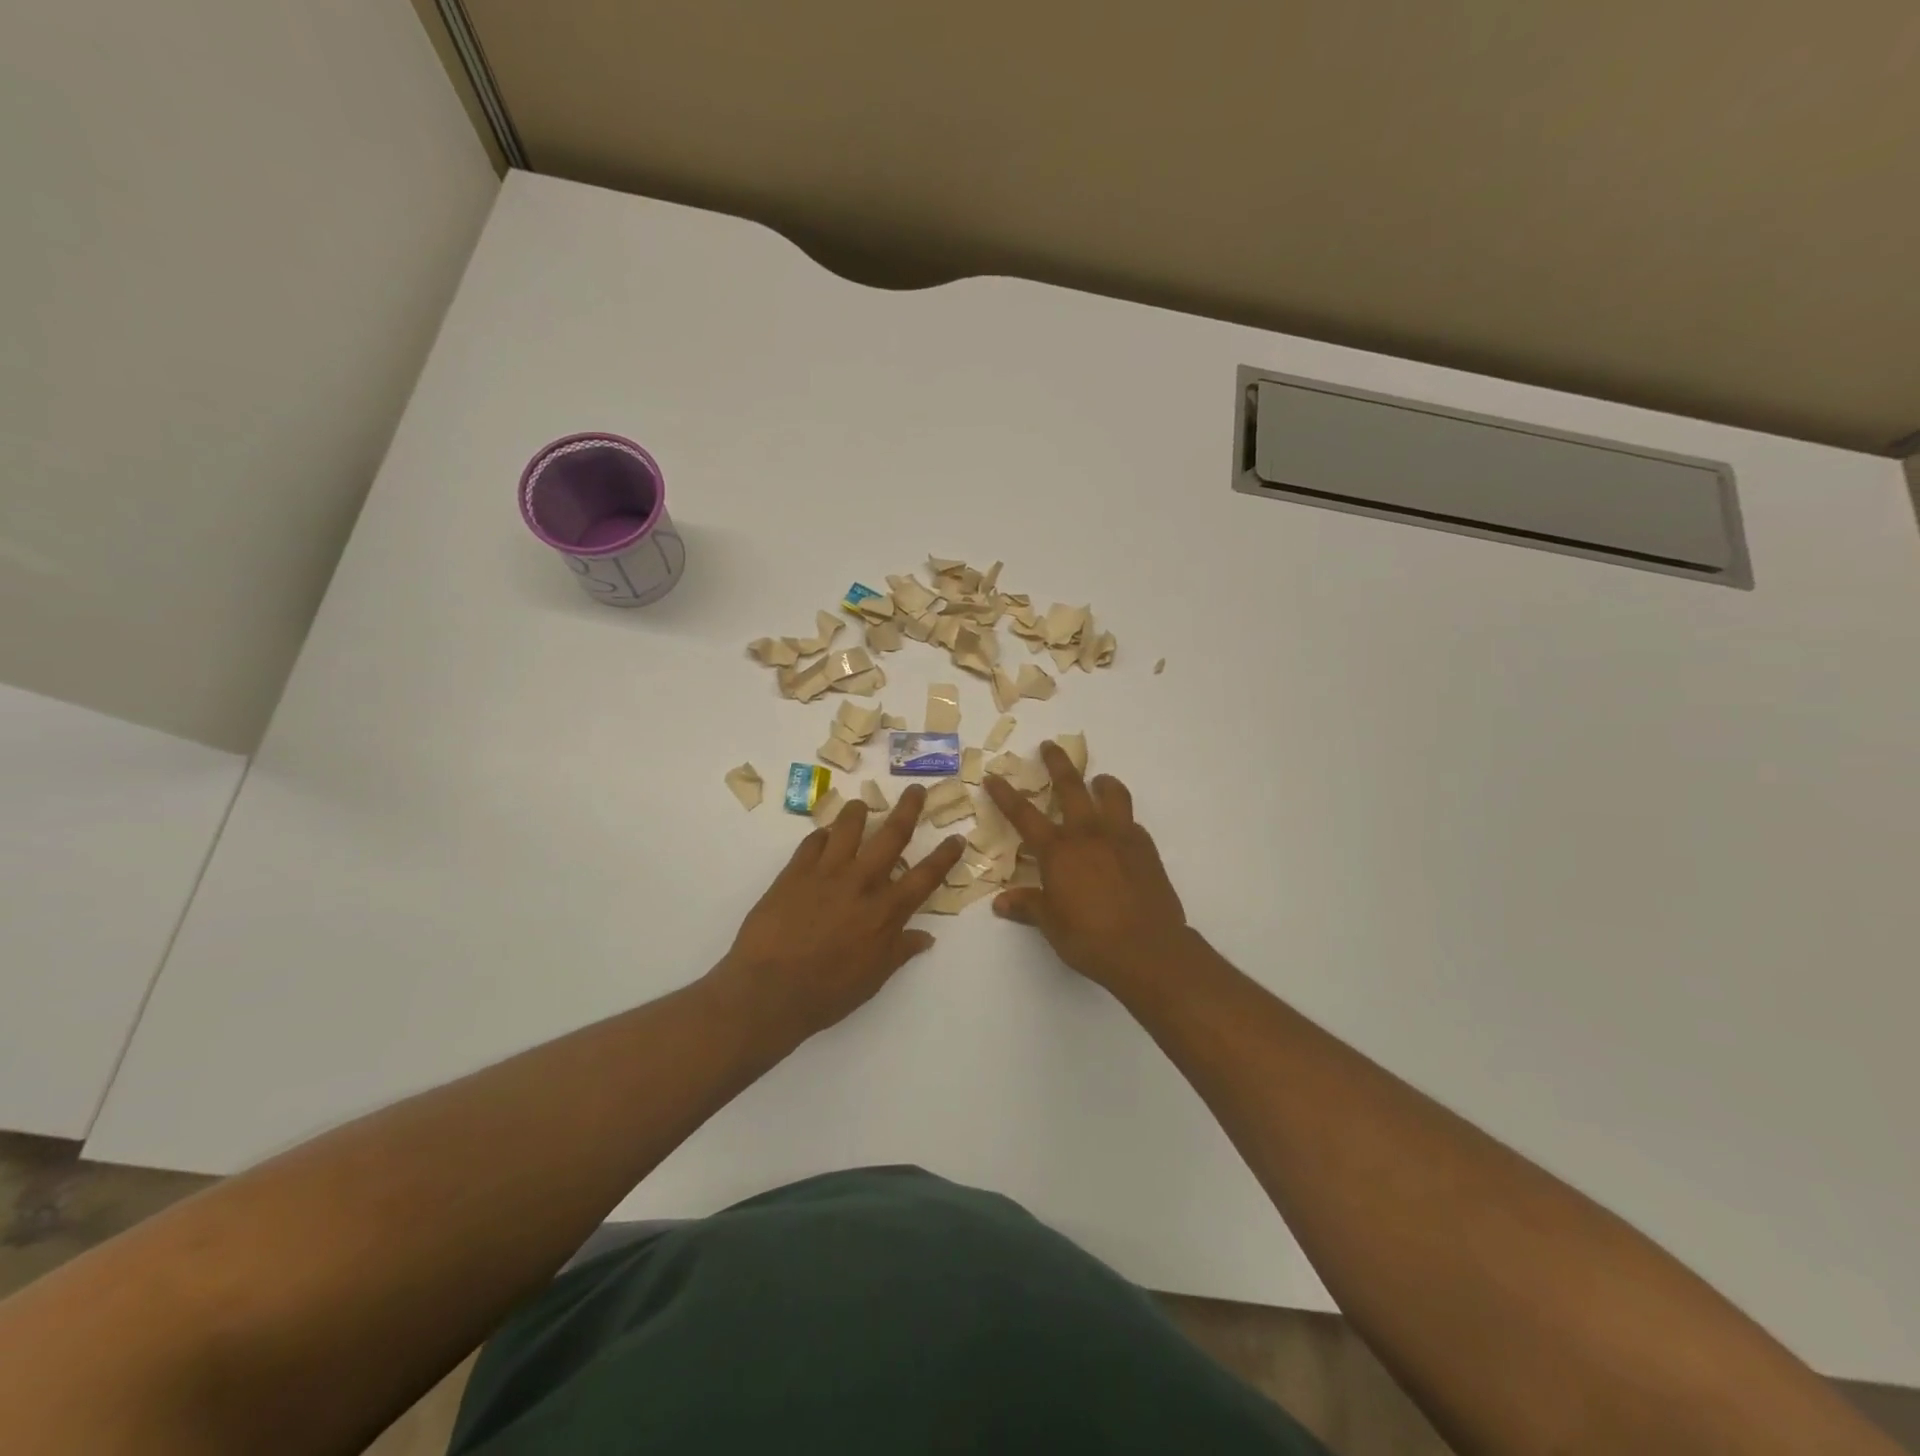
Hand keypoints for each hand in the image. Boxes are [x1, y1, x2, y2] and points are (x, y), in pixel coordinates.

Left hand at [716, 784, 966, 1039]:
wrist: (768, 990)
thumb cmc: (827, 993)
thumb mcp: (873, 979)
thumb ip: (900, 951)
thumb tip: (926, 937)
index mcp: (886, 912)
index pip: (925, 876)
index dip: (944, 856)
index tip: (956, 837)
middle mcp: (861, 883)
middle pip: (892, 836)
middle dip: (908, 809)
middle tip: (915, 789)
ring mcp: (826, 873)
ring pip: (848, 827)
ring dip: (858, 812)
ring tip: (861, 806)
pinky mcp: (794, 872)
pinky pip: (812, 841)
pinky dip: (821, 835)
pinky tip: (823, 836)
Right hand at [985, 743, 1190, 992]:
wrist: (1147, 948)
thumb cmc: (1090, 938)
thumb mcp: (1051, 924)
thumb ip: (1028, 906)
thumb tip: (1001, 903)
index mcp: (1058, 850)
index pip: (1023, 814)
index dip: (1005, 794)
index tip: (993, 776)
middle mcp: (1087, 833)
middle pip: (1070, 786)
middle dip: (1057, 763)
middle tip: (1049, 746)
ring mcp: (1120, 836)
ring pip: (1111, 793)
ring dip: (1101, 782)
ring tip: (1099, 781)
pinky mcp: (1145, 848)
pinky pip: (1131, 821)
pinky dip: (1122, 818)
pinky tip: (1120, 830)